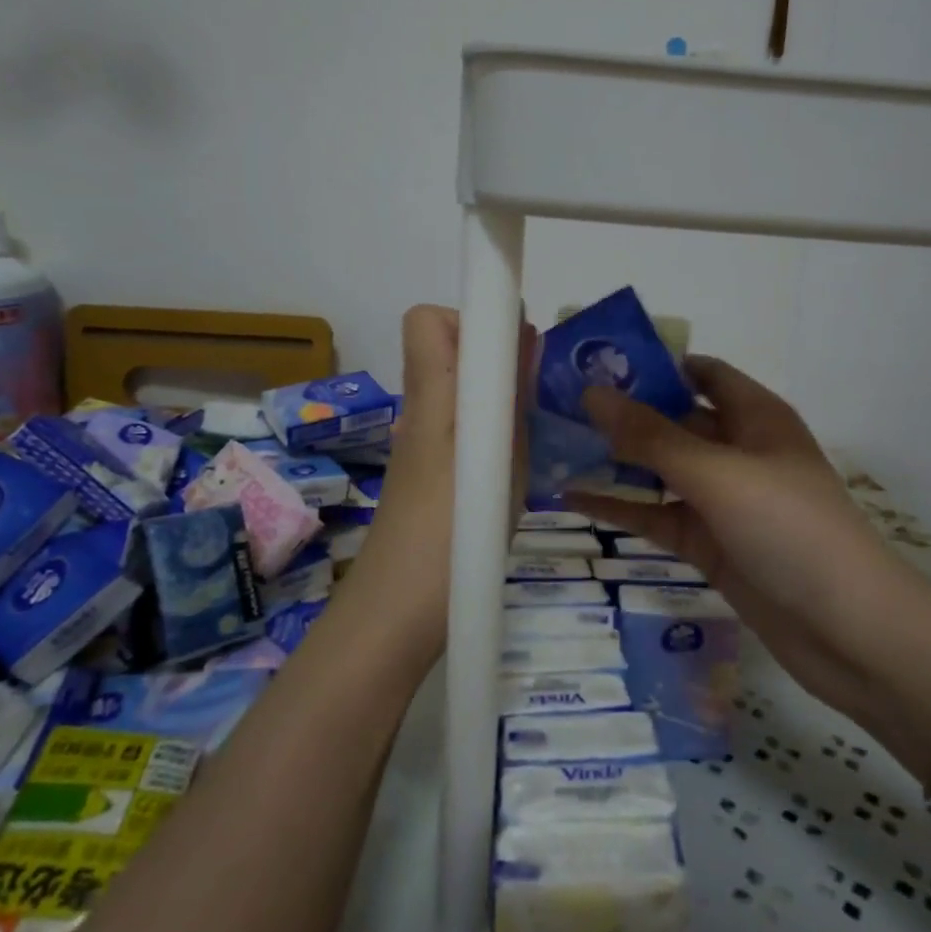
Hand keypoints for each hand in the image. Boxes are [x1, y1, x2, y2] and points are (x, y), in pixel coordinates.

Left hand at [347, 305, 532, 661]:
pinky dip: (485, 430)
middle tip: (533, 391)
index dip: (469, 318)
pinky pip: (456, 426)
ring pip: (455, 390)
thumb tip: (522, 338)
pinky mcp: (425, 473)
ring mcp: (419, 443)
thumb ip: (512, 397)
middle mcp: (419, 410)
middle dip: (492, 357)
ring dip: (493, 396)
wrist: (397, 613)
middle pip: (444, 350)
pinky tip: (512, 468)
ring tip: (533, 432)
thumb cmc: (452, 534)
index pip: (426, 320)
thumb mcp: (501, 463)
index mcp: (432, 396)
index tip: (514, 345)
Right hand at [571, 357, 920, 718]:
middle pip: (673, 420)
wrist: (847, 631)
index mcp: (754, 416)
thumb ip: (651, 436)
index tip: (598, 363)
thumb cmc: (789, 528)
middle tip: (559, 404)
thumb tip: (591, 393)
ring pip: (660, 470)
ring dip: (615, 460)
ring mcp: (722, 500)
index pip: (702, 372)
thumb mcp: (717, 474)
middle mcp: (737, 451)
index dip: (655, 364)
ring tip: (556, 445)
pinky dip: (620, 507)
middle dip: (622, 412)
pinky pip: (656, 515)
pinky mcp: (708, 543)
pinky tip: (571, 498)